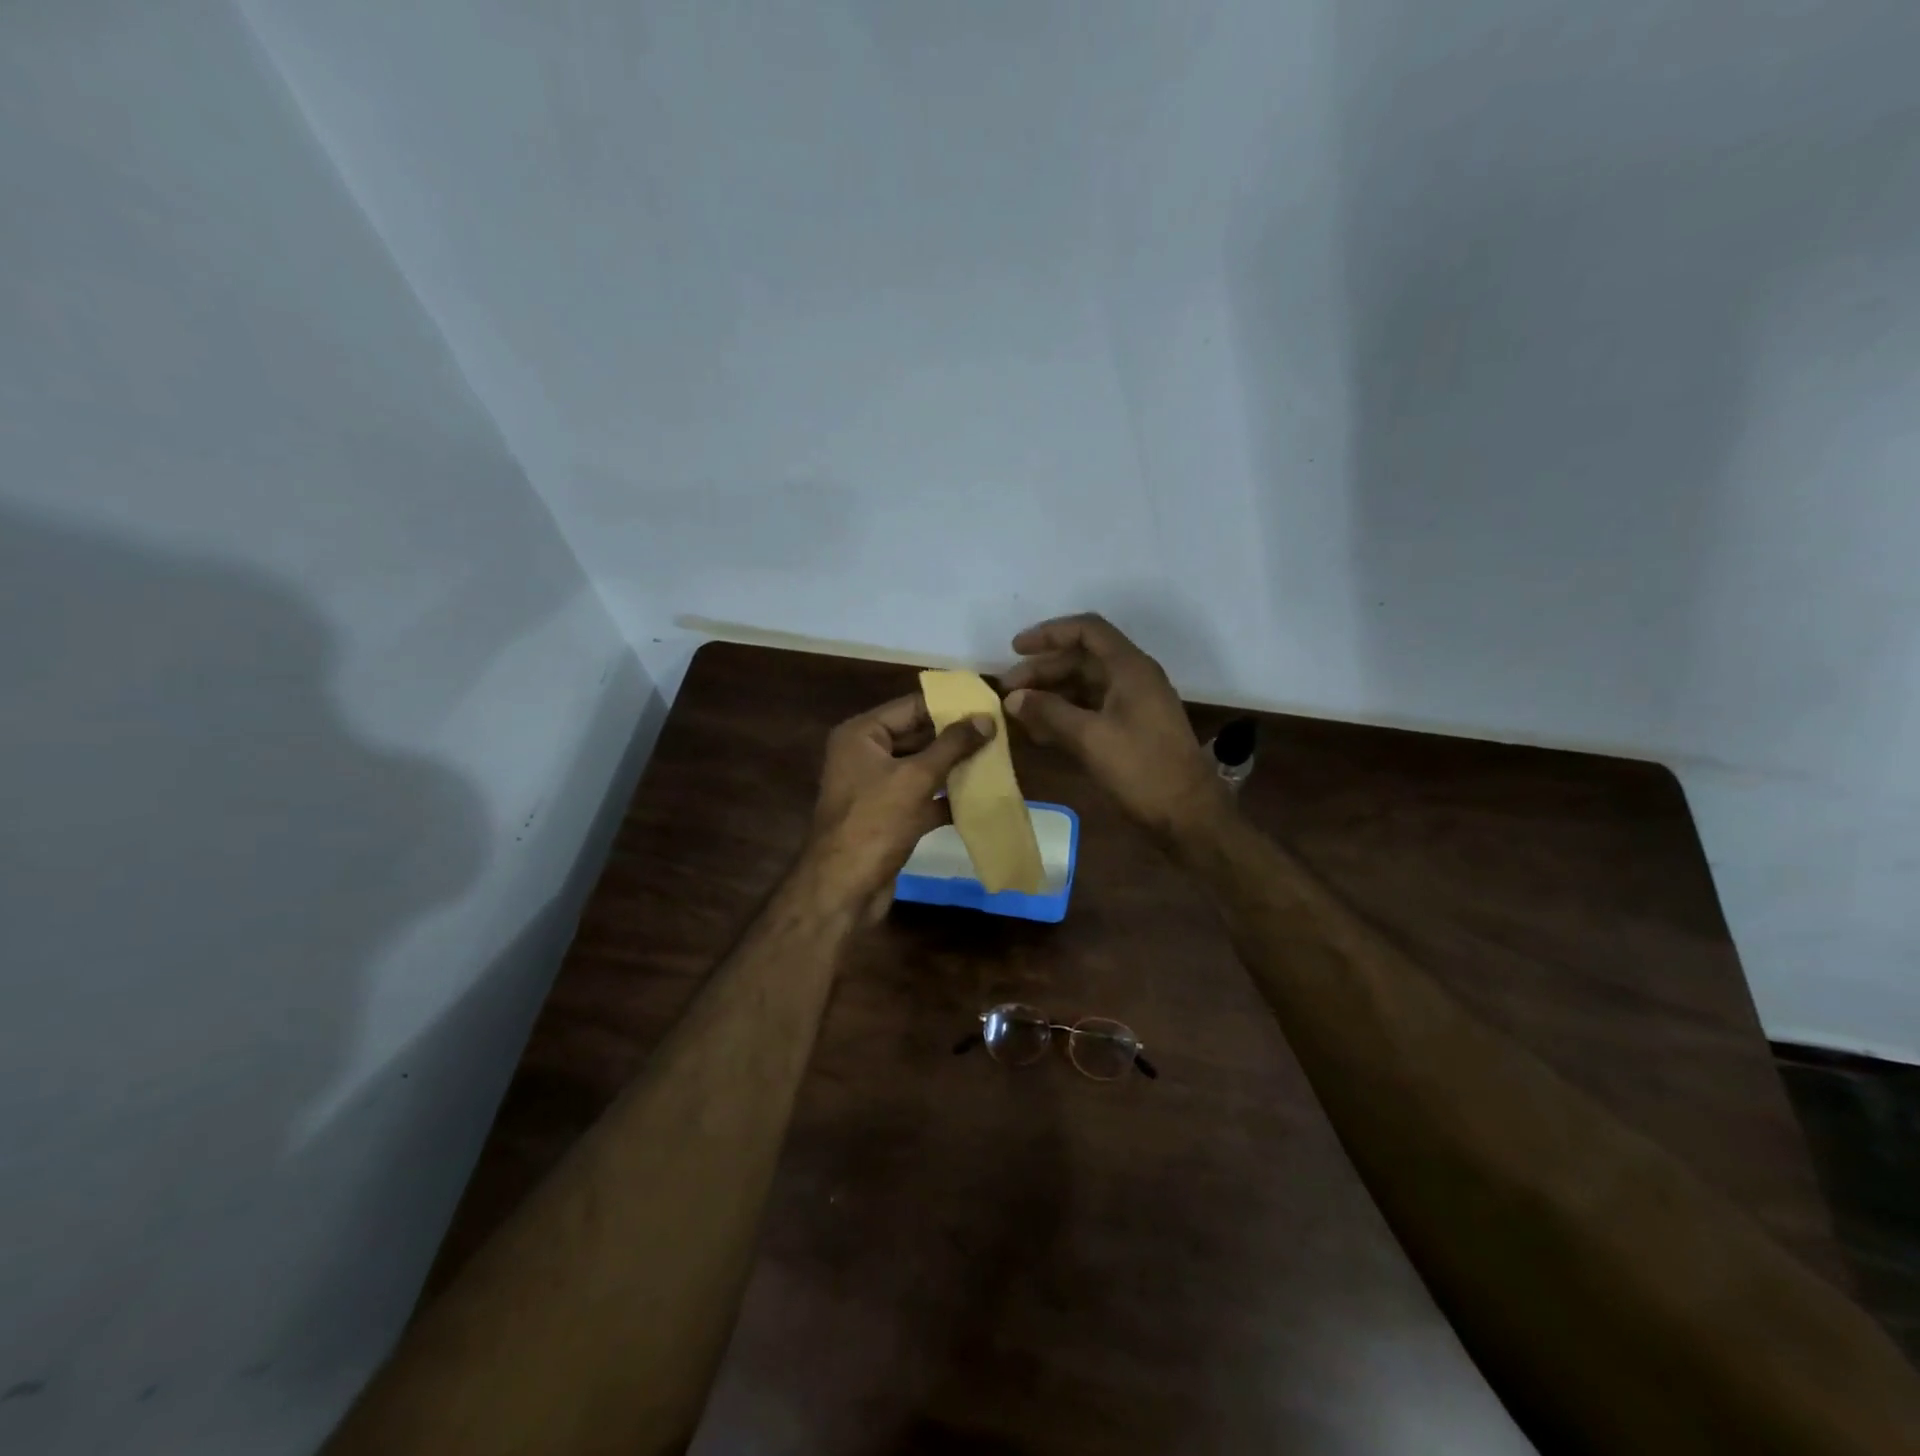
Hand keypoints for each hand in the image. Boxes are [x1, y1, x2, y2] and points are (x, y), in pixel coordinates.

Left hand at [803, 693, 994, 915]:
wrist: (843, 888)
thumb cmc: (874, 822)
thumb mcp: (915, 778)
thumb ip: (952, 745)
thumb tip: (986, 718)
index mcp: (862, 735)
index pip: (911, 706)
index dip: (949, 704)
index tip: (987, 702)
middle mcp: (865, 755)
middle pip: (917, 736)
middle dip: (955, 737)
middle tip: (998, 732)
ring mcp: (876, 788)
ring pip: (922, 768)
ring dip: (954, 767)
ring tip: (996, 759)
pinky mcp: (888, 817)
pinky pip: (922, 798)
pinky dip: (946, 798)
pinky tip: (980, 797)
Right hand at [1002, 613, 1227, 842]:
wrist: (1187, 814)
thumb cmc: (1142, 768)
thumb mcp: (1090, 738)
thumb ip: (1049, 712)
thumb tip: (1013, 698)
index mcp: (1130, 668)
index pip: (1087, 631)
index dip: (1049, 633)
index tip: (1015, 649)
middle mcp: (1132, 679)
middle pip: (1082, 659)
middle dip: (1043, 670)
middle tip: (1008, 690)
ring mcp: (1132, 706)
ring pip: (1084, 687)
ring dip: (1050, 695)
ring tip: (1017, 711)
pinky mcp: (1130, 731)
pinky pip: (1091, 711)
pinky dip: (1064, 716)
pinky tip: (1038, 732)